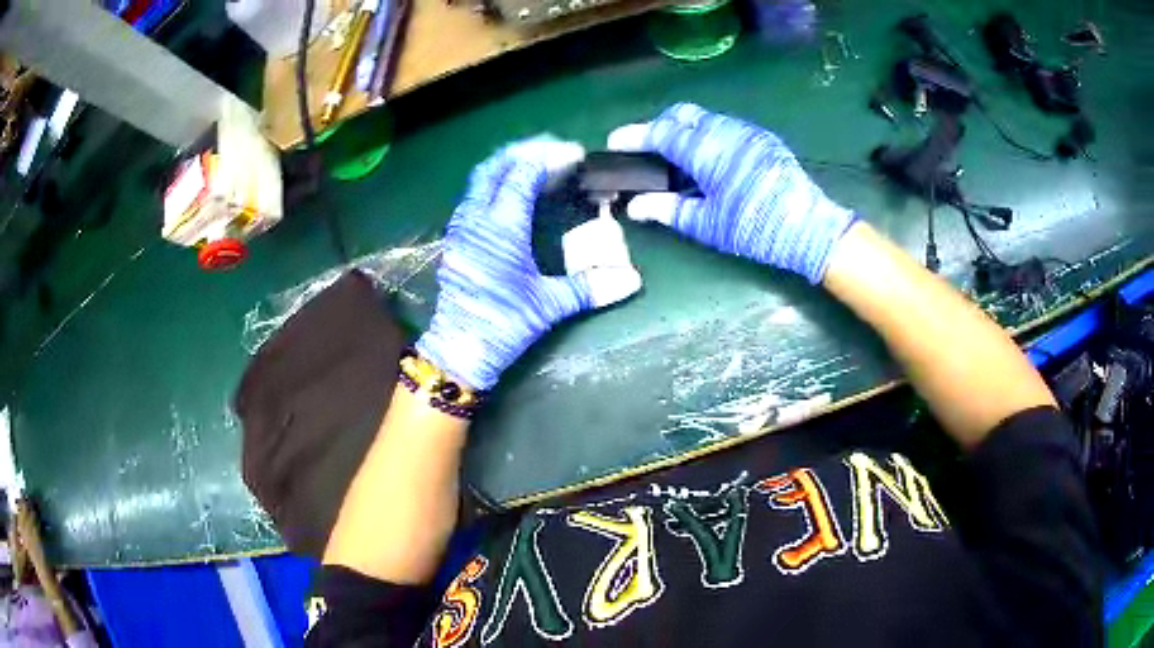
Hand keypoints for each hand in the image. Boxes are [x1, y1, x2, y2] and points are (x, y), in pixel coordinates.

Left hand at [416, 139, 641, 390]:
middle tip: (554, 152)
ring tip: (537, 168)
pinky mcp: (456, 241)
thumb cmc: (502, 325)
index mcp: (501, 227)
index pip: (522, 174)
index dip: (549, 158)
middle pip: (494, 166)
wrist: (458, 352)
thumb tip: (632, 280)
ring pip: (480, 181)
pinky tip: (514, 198)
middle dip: (524, 152)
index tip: (575, 156)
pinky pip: (474, 198)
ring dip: (507, 167)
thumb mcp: (548, 305)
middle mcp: (476, 219)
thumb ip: (590, 287)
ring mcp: (461, 229)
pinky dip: (495, 186)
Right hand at [609, 103, 856, 283]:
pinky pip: (724, 127)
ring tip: (676, 157)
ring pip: (705, 118)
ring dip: (684, 129)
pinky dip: (707, 135)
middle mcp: (724, 131)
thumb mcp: (707, 224)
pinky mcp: (762, 139)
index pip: (661, 132)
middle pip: (681, 115)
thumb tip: (635, 206)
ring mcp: (746, 131)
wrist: (809, 227)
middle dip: (659, 125)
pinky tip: (708, 160)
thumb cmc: (754, 227)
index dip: (634, 136)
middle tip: (646, 149)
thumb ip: (667, 210)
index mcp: (707, 149)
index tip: (614, 142)